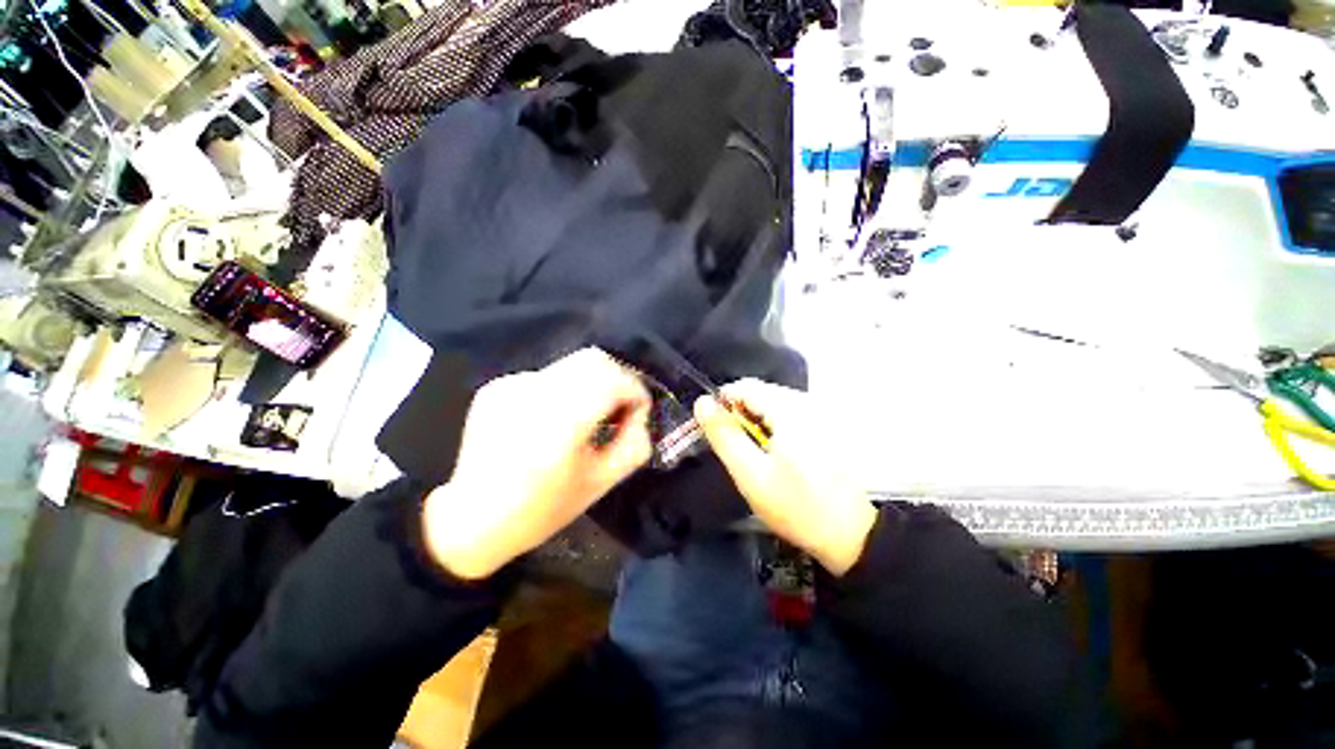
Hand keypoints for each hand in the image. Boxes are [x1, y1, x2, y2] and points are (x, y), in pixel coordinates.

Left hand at [424, 348, 652, 579]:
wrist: (471, 519)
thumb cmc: (541, 509)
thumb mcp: (600, 484)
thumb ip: (633, 444)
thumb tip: (640, 415)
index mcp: (560, 425)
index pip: (613, 380)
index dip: (636, 390)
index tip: (639, 411)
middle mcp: (534, 395)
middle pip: (593, 360)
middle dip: (618, 379)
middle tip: (620, 408)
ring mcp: (512, 386)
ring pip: (572, 364)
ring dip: (593, 383)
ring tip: (590, 414)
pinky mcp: (498, 386)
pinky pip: (548, 375)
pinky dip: (566, 389)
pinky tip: (555, 419)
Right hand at [694, 380, 875, 575]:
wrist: (853, 535)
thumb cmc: (796, 506)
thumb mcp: (750, 474)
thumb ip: (724, 435)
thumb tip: (702, 402)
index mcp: (789, 410)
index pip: (744, 386)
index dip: (722, 404)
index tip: (716, 431)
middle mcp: (807, 402)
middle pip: (760, 393)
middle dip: (740, 416)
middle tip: (738, 450)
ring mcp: (820, 413)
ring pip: (773, 404)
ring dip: (757, 423)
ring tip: (756, 456)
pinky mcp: (827, 425)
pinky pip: (789, 414)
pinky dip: (775, 428)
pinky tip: (778, 455)